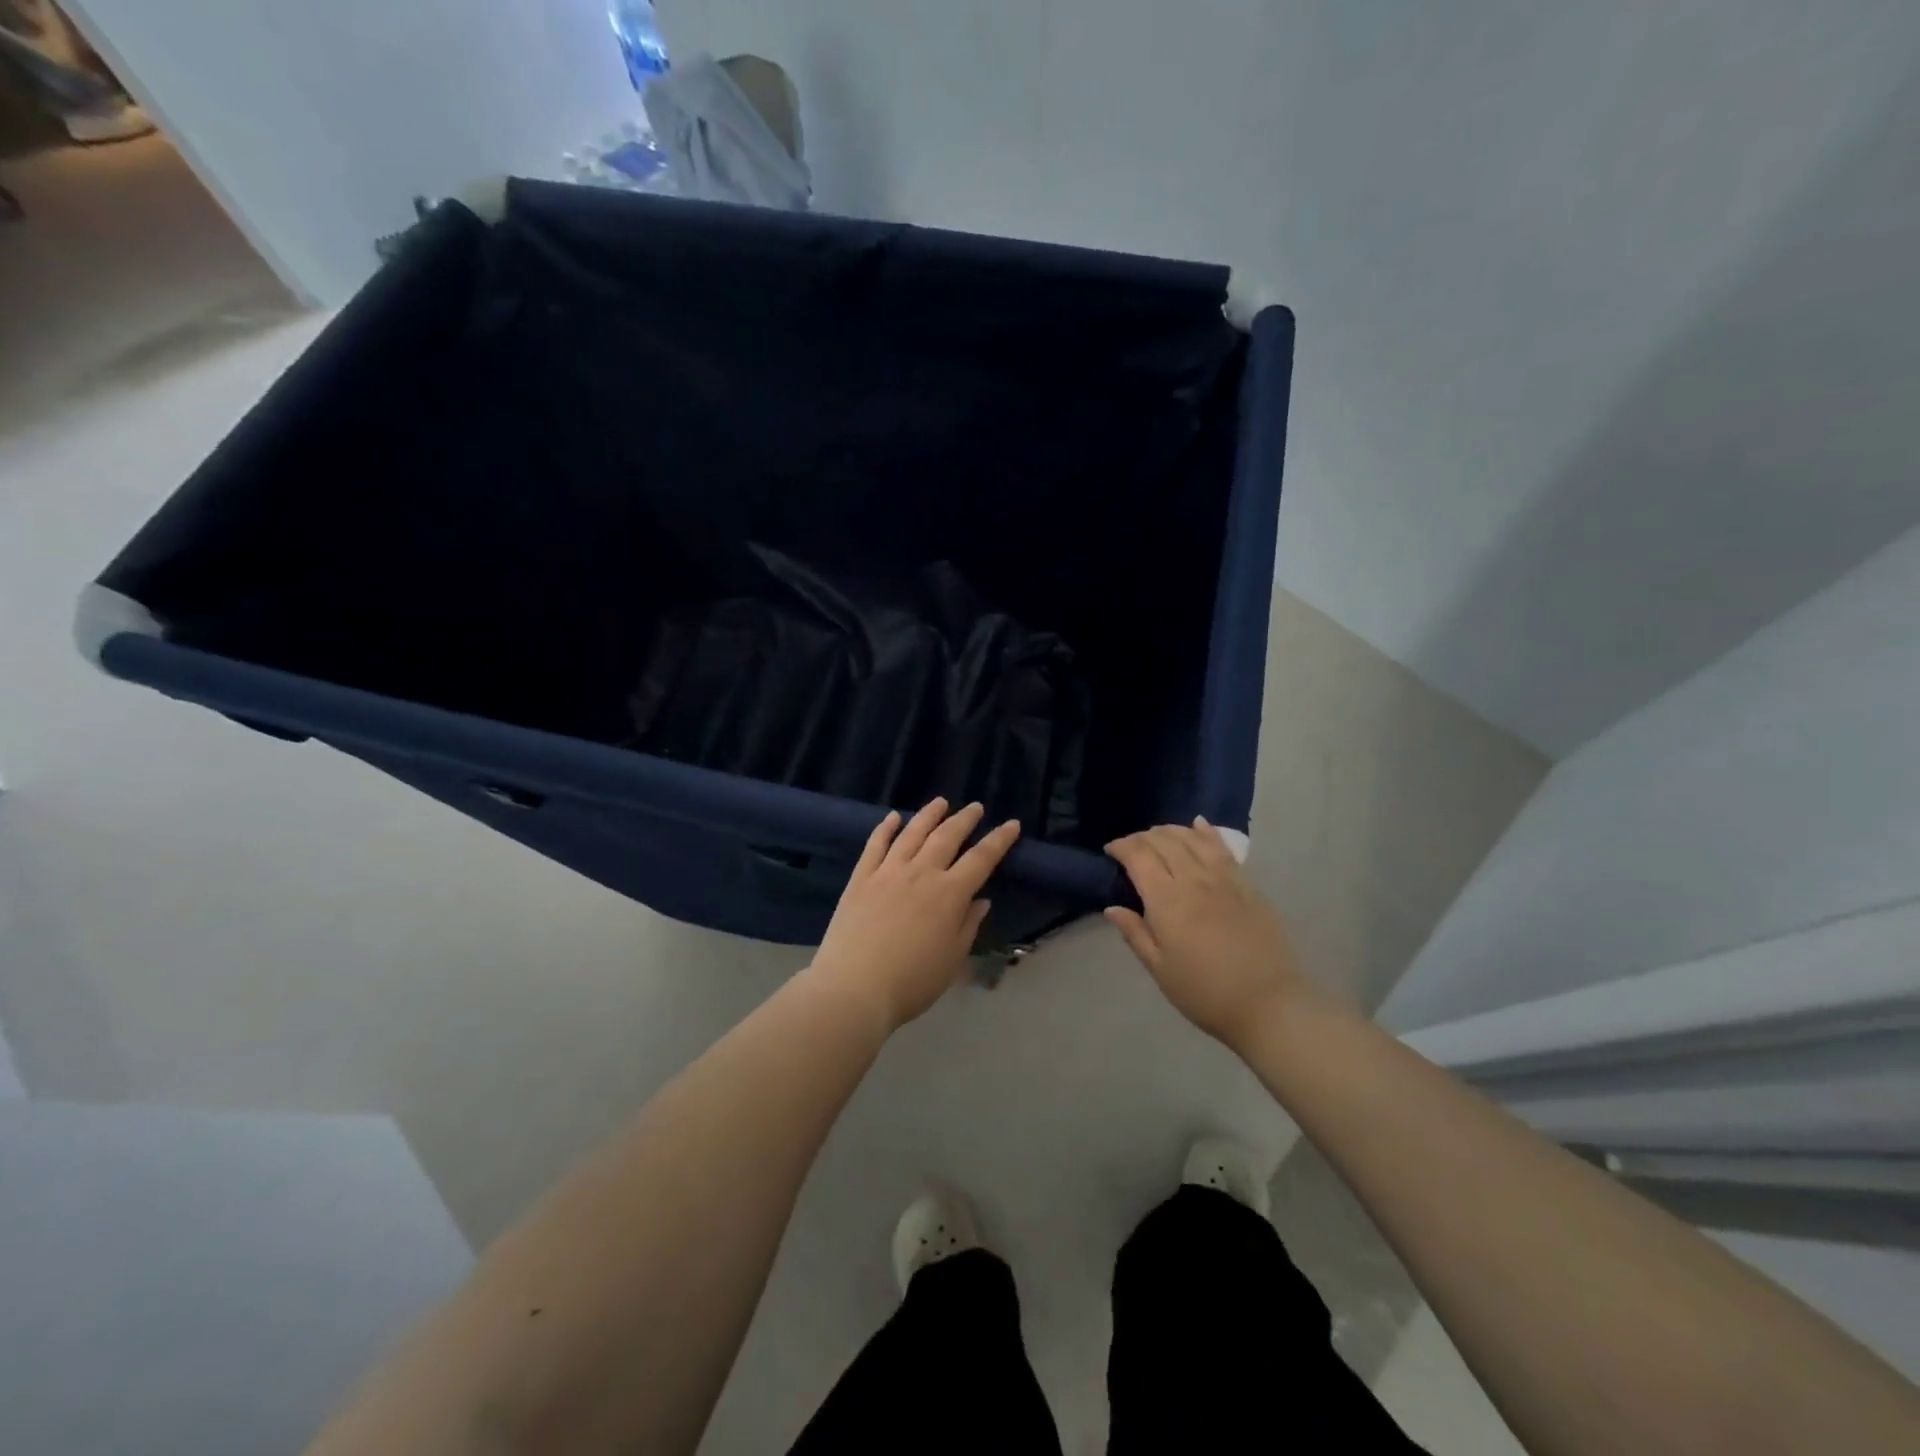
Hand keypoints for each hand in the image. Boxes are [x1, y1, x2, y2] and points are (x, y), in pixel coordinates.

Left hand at [807, 798, 1020, 1033]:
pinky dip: (885, 828)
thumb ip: (968, 926)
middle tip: (975, 807)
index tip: (1011, 824)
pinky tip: (892, 817)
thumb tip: (981, 900)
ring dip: (929, 815)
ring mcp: (888, 872)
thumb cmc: (912, 982)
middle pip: (947, 836)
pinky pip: (875, 845)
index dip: (999, 840)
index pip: (981, 858)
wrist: (854, 987)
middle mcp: (921, 873)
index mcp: (950, 894)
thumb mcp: (952, 959)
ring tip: (940, 802)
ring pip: (912, 833)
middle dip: (964, 819)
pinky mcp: (861, 878)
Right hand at [1105, 818, 1316, 1049]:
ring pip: (1191, 839)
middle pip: (1163, 841)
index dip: (1121, 846)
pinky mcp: (1247, 885)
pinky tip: (1198, 824)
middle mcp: (1193, 880)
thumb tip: (1112, 908)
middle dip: (1141, 838)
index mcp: (1167, 901)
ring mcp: (1224, 879)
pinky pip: (1223, 848)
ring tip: (1157, 836)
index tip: (1110, 851)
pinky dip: (1206, 832)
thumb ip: (1135, 934)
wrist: (1270, 1004)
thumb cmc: (1205, 992)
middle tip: (1130, 848)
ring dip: (1170, 831)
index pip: (1138, 856)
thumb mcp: (1160, 970)